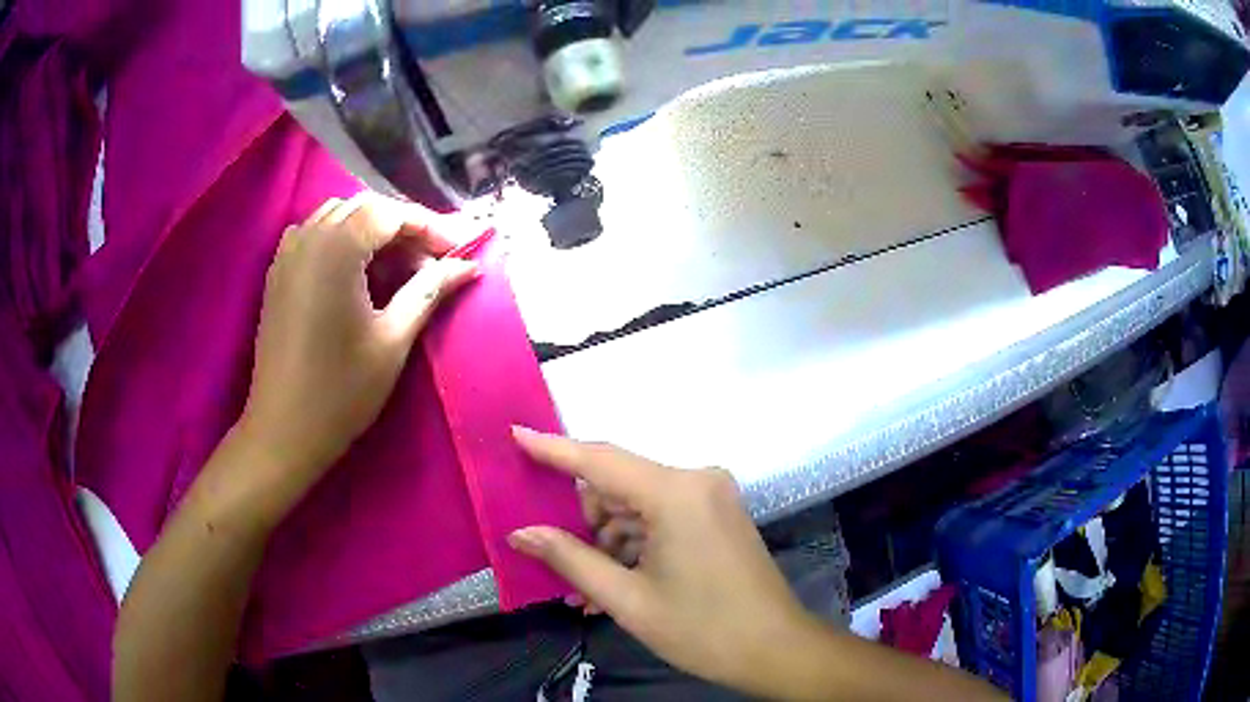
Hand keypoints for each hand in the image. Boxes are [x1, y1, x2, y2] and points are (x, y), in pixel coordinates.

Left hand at [240, 193, 477, 496]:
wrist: (284, 430)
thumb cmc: (341, 390)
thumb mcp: (393, 339)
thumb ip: (430, 290)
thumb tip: (468, 266)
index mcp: (336, 249)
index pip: (391, 213)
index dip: (429, 226)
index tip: (459, 250)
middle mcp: (309, 237)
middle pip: (364, 208)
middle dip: (403, 226)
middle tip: (432, 260)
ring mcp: (288, 254)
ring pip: (338, 216)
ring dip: (372, 230)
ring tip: (398, 266)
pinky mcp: (278, 273)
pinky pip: (314, 235)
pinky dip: (342, 240)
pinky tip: (356, 271)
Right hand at [507, 428, 811, 694]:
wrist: (776, 649)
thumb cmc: (702, 629)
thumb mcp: (627, 599)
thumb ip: (569, 558)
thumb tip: (520, 533)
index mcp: (676, 492)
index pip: (600, 459)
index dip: (553, 448)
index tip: (514, 433)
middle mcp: (696, 480)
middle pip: (618, 486)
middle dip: (581, 522)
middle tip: (551, 559)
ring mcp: (711, 497)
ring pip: (637, 507)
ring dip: (605, 543)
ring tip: (581, 592)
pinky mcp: (717, 515)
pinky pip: (660, 519)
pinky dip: (633, 547)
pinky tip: (612, 586)